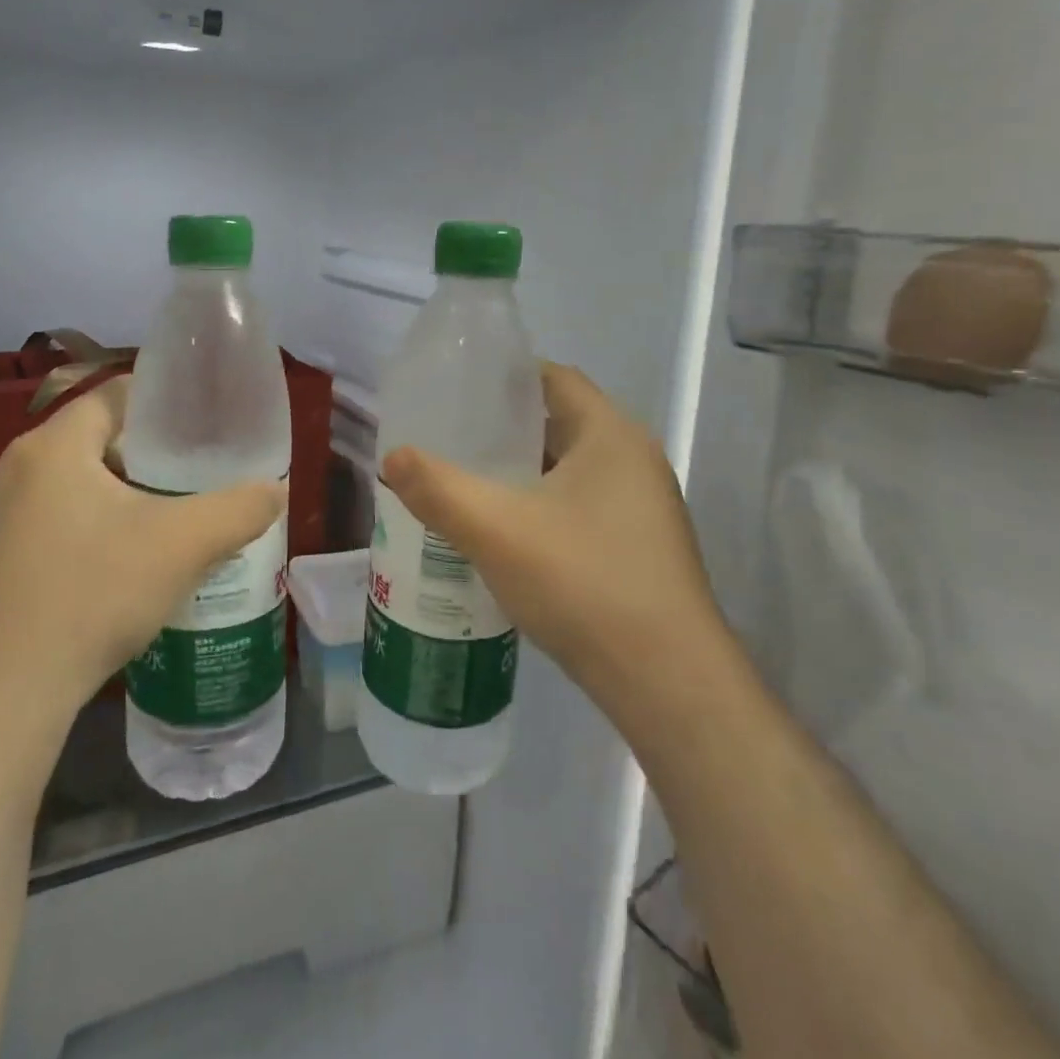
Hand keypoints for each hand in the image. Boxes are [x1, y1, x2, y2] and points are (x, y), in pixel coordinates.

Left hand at [0, 377, 285, 724]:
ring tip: (169, 520)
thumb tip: (276, 491)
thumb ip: (240, 509)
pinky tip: (122, 568)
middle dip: (149, 455)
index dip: (164, 403)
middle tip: (196, 476)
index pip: (115, 396)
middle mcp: (15, 470)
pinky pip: (53, 523)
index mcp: (52, 446)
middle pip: (96, 440)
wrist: (2, 697)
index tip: (204, 426)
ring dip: (121, 495)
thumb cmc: (93, 595)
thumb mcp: (184, 545)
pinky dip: (92, 529)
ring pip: (75, 485)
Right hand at [380, 363, 718, 706]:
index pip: (554, 378)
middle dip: (505, 428)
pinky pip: (582, 506)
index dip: (505, 376)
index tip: (458, 389)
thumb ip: (437, 488)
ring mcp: (643, 507)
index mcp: (610, 434)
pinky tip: (505, 534)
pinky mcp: (640, 547)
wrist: (666, 682)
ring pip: (570, 470)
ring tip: (468, 482)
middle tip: (450, 437)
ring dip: (523, 472)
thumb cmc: (583, 582)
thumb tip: (393, 457)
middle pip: (560, 422)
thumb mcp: (495, 530)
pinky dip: (542, 507)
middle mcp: (634, 460)